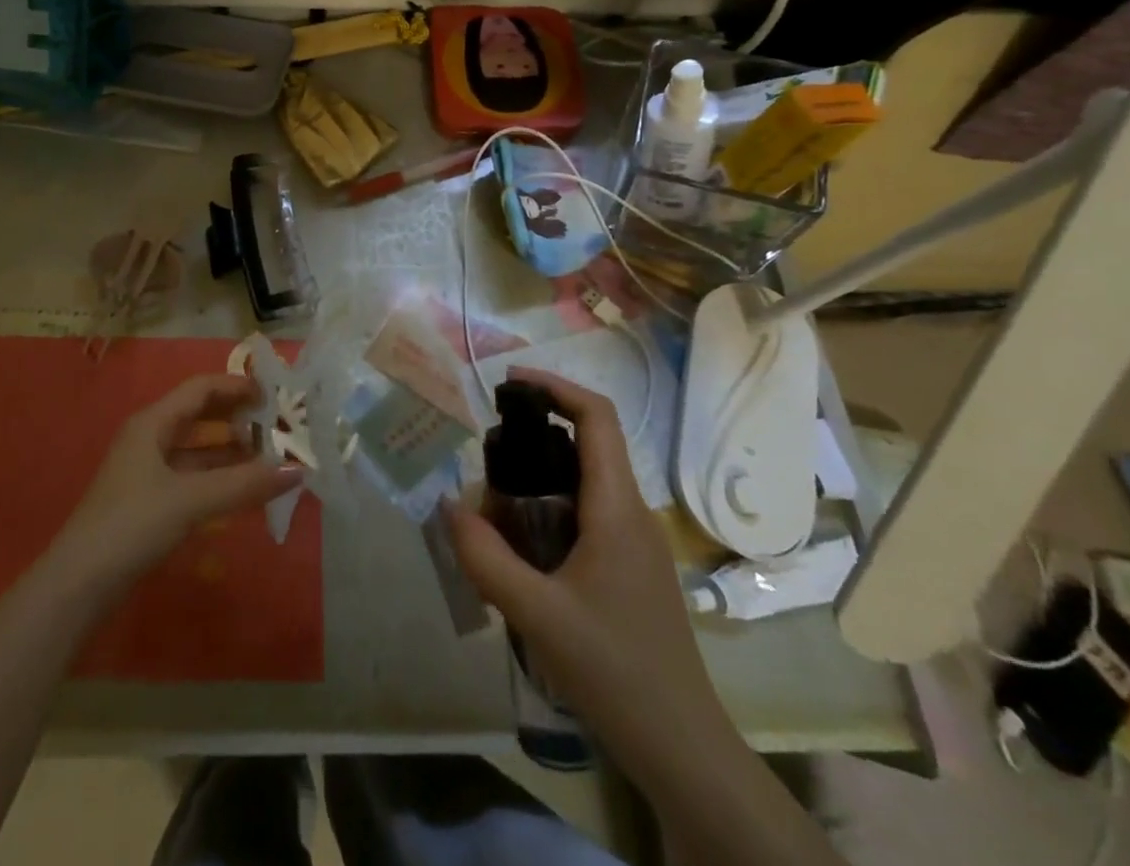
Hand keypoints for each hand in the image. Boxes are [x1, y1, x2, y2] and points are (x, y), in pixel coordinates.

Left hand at [52, 373, 301, 589]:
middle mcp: (149, 439)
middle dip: (236, 417)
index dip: (236, 386)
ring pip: (196, 450)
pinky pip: (191, 478)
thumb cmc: (131, 525)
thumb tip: (297, 469)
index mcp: (152, 423)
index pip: (200, 389)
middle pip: (199, 416)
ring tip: (269, 458)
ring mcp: (147, 472)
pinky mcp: (148, 503)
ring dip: (230, 451)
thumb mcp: (190, 500)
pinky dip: (217, 479)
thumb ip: (243, 484)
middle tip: (276, 425)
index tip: (272, 394)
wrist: (77, 586)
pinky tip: (242, 491)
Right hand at [447, 372, 724, 761]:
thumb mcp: (536, 614)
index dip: (555, 386)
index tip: (508, 383)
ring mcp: (634, 540)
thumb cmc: (614, 670)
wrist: (682, 747)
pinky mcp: (629, 566)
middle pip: (583, 444)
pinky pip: (584, 514)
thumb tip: (447, 505)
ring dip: (534, 481)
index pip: (596, 416)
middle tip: (486, 461)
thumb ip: (485, 557)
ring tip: (492, 513)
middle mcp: (630, 511)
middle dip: (531, 439)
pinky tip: (518, 552)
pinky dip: (546, 511)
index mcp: (616, 506)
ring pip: (580, 482)